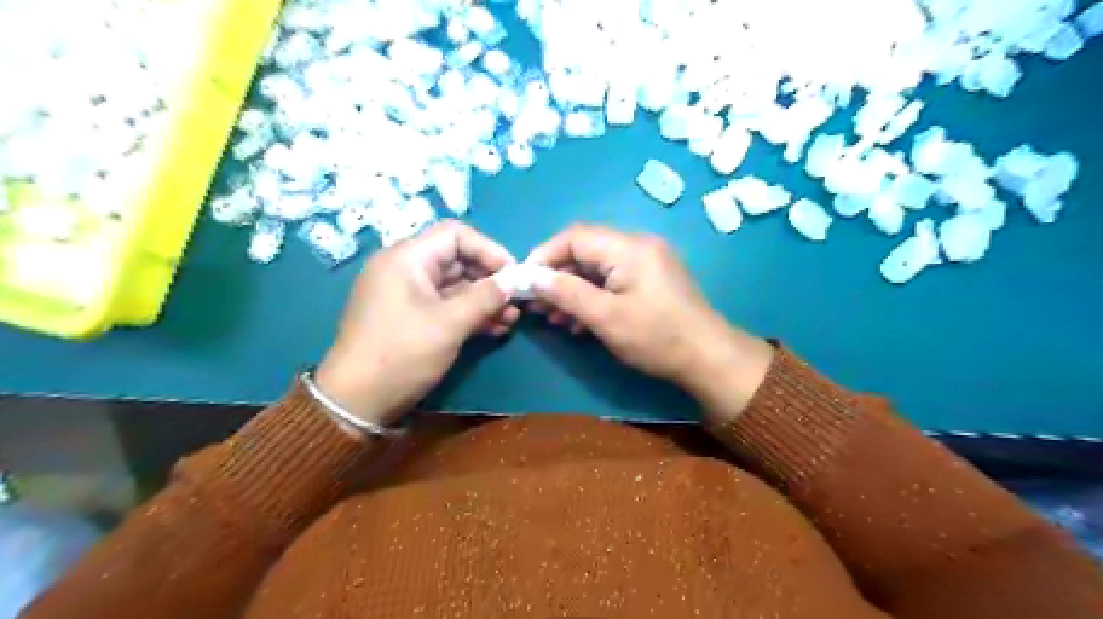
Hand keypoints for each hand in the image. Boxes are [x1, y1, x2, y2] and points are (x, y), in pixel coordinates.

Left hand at [311, 219, 515, 428]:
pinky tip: (494, 329)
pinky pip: (446, 305)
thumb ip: (486, 297)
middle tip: (516, 302)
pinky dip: (469, 314)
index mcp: (406, 259)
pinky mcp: (411, 317)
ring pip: (455, 286)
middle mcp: (405, 269)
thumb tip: (515, 280)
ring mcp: (407, 295)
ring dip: (484, 300)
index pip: (455, 235)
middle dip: (490, 280)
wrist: (356, 402)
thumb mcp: (449, 324)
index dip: (488, 250)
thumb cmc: (402, 354)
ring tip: (510, 320)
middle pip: (457, 260)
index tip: (513, 274)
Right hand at [526, 226, 773, 422]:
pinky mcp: (650, 279)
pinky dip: (592, 296)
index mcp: (628, 247)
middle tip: (538, 305)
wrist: (708, 358)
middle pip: (584, 251)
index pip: (574, 237)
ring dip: (572, 290)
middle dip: (557, 277)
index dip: (544, 255)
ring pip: (596, 268)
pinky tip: (578, 321)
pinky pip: (612, 279)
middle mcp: (637, 245)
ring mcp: (646, 262)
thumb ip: (566, 293)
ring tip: (554, 319)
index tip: (525, 282)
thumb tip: (530, 277)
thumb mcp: (605, 317)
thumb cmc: (656, 337)